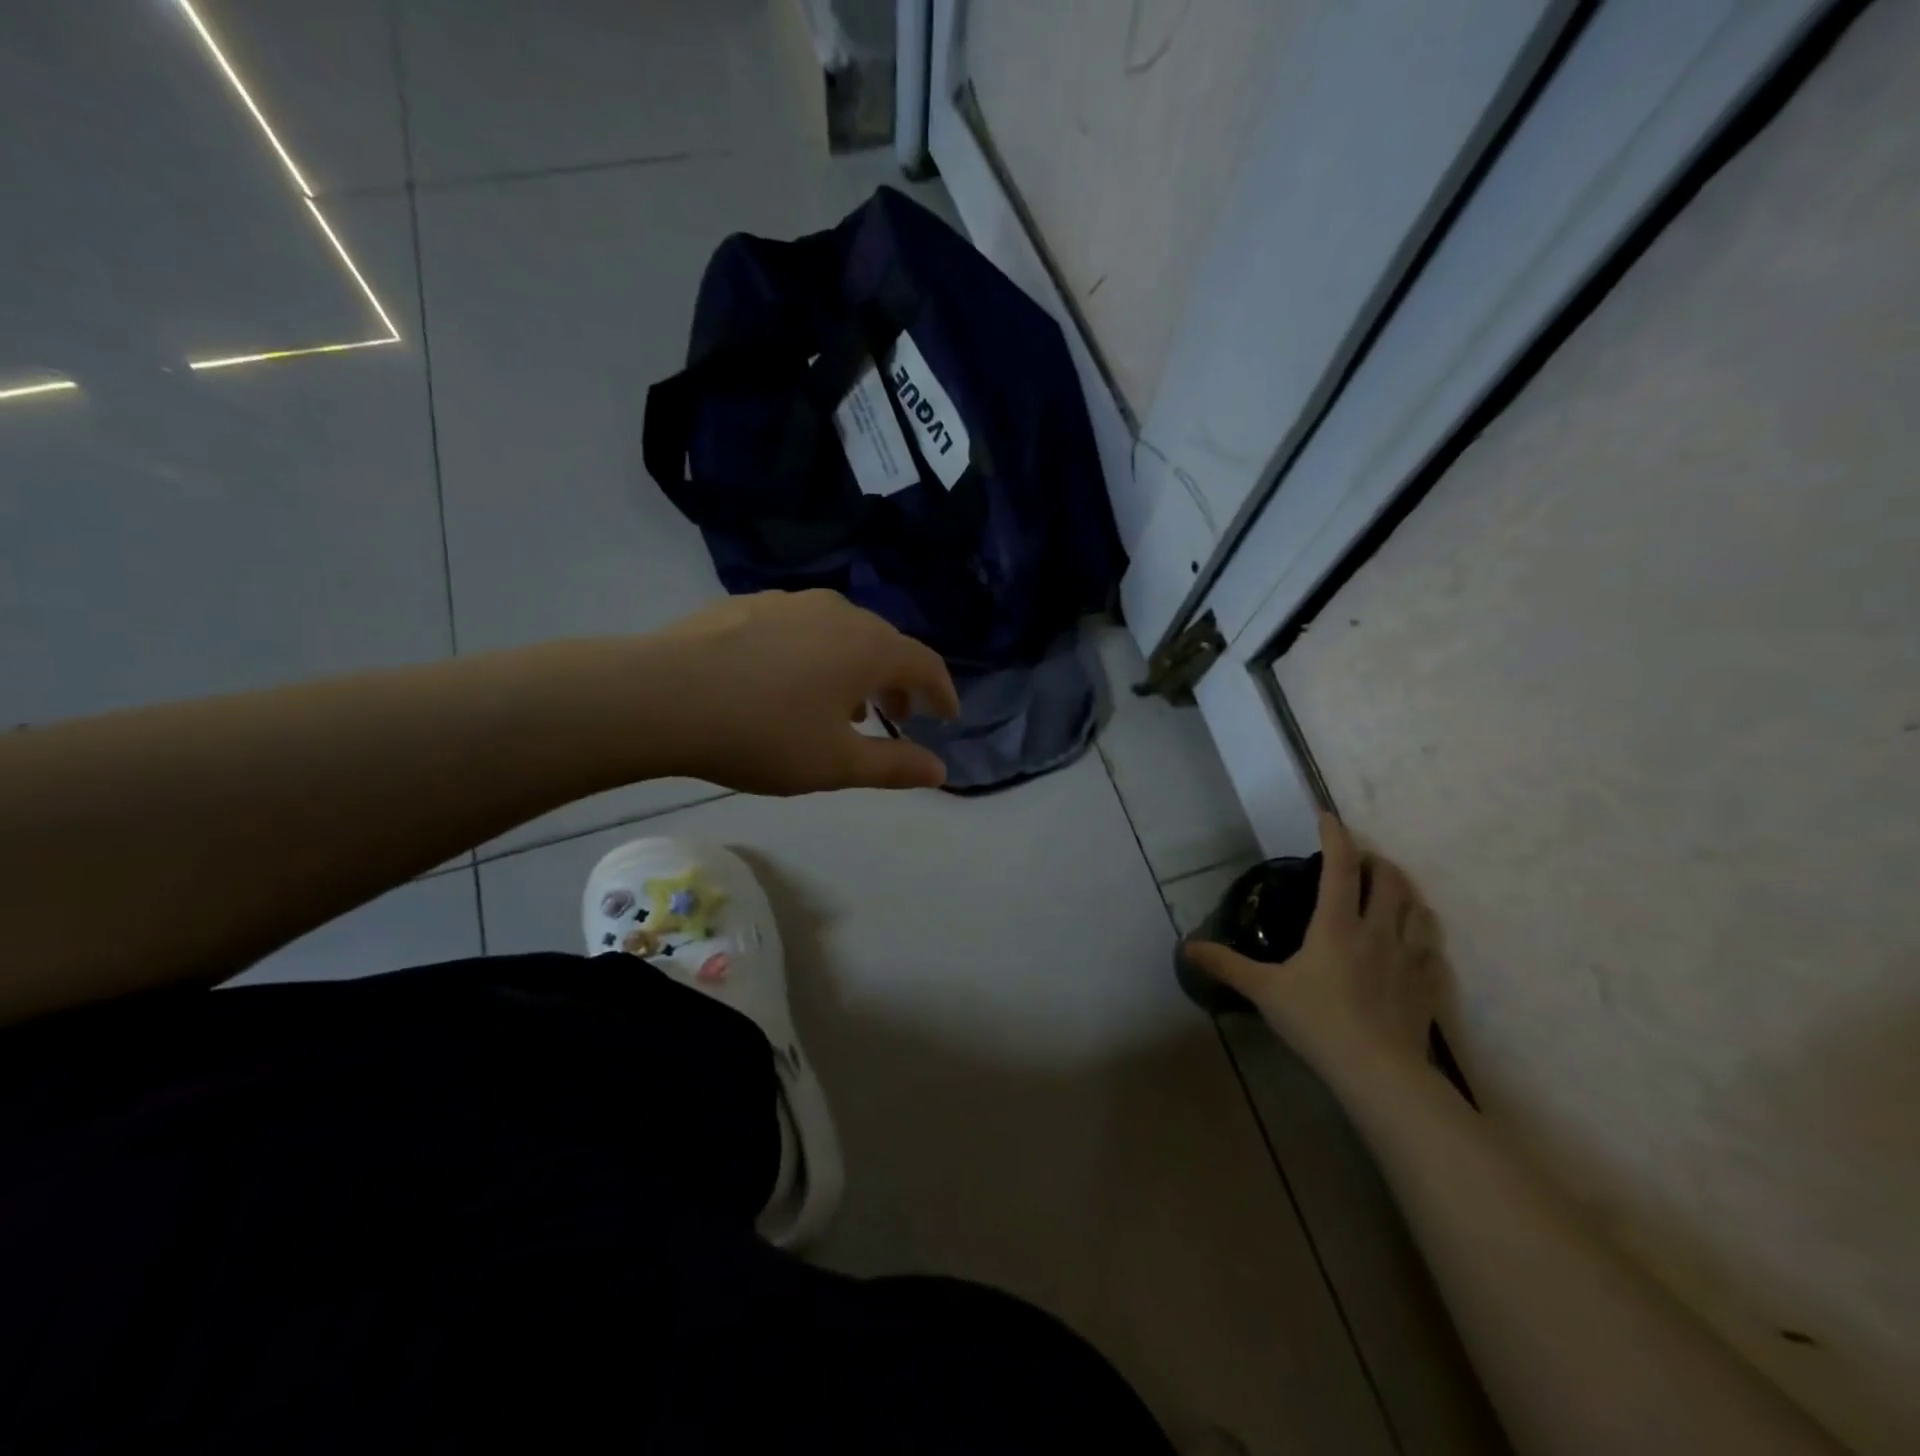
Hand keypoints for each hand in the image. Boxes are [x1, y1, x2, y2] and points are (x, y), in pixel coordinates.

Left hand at [648, 590, 960, 795]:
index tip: (947, 717)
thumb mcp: (836, 764)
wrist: (661, 697)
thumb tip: (939, 769)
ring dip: (856, 668)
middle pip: (885, 644)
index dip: (943, 692)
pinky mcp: (748, 604)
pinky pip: (801, 628)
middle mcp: (838, 612)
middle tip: (898, 716)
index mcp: (868, 646)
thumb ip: (894, 766)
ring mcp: (789, 602)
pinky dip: (815, 654)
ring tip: (844, 705)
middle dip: (899, 681)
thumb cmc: (762, 734)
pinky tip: (789, 682)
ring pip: (841, 633)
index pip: (925, 664)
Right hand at [1184, 813, 1442, 1089]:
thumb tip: (1187, 948)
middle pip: (1388, 879)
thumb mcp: (1264, 990)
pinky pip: (1433, 945)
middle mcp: (1378, 930)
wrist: (1379, 1073)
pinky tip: (1414, 939)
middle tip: (1358, 861)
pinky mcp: (1429, 983)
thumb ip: (1227, 965)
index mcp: (1337, 925)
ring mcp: (1409, 956)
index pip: (1339, 867)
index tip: (1327, 817)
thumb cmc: (1317, 1022)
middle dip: (1374, 860)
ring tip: (1390, 890)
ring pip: (1417, 907)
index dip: (1335, 836)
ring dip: (1403, 890)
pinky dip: (1423, 931)